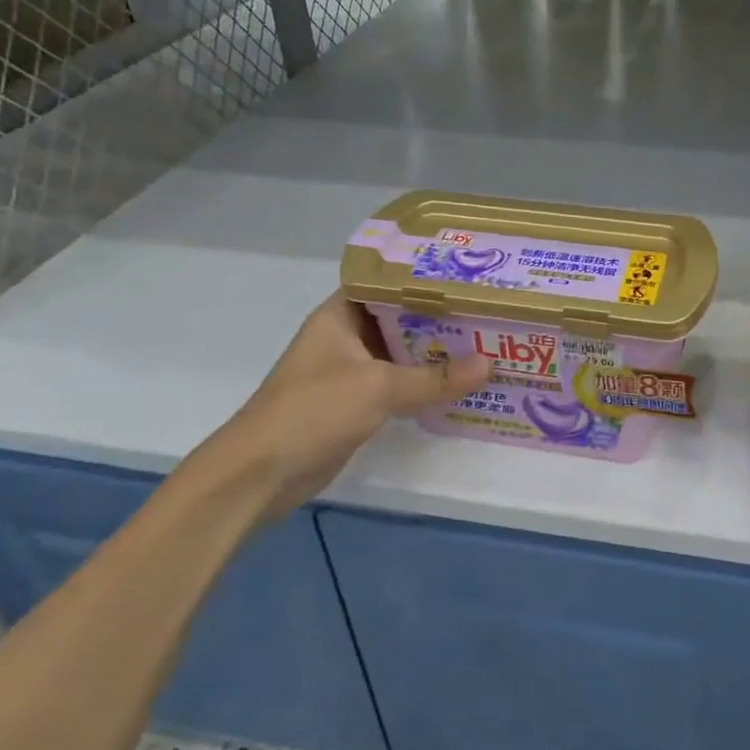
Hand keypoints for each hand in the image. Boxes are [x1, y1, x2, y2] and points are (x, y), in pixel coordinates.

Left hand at [202, 293, 491, 518]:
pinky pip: (396, 383)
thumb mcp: (379, 387)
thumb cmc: (314, 410)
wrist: (259, 474)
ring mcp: (349, 370)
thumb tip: (490, 364)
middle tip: (487, 310)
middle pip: (399, 317)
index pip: (387, 281)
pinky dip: (422, 383)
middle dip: (439, 317)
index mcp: (340, 314)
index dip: (424, 276)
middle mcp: (345, 335)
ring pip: (399, 352)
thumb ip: (434, 377)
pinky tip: (457, 383)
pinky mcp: (354, 402)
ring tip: (483, 341)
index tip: (466, 275)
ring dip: (434, 352)